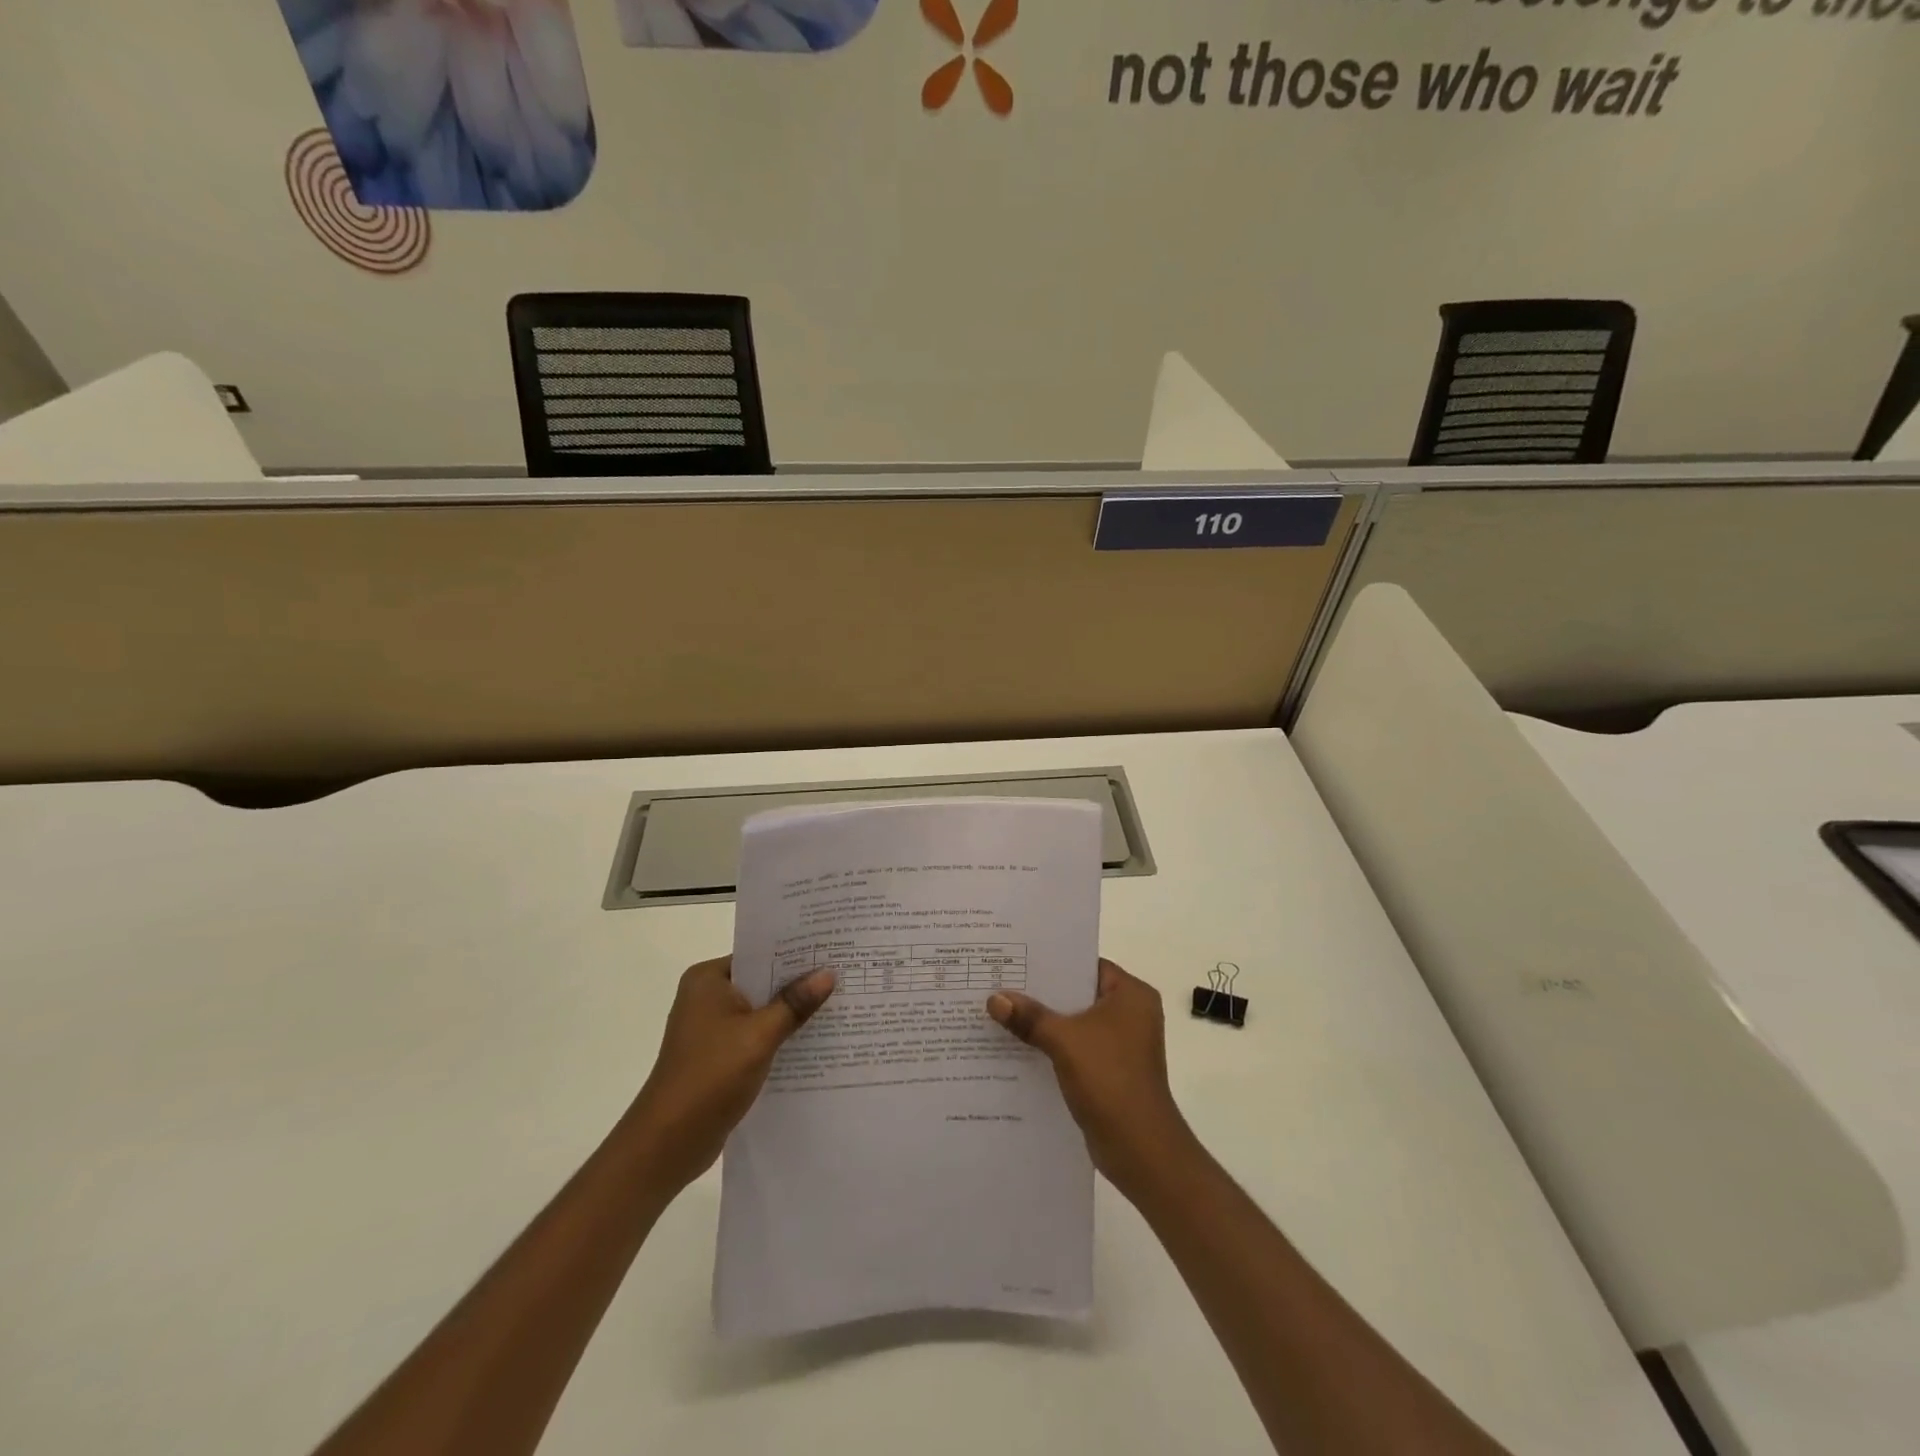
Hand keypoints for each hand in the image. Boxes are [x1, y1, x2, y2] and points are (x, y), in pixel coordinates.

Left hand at [627, 958, 835, 1190]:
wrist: (668, 1143)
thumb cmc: (710, 1076)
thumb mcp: (759, 1035)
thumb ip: (794, 1003)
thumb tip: (828, 973)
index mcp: (708, 980)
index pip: (759, 954)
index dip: (796, 953)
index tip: (832, 950)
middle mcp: (706, 997)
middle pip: (762, 982)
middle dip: (798, 984)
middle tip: (844, 975)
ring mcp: (710, 1028)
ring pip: (761, 1011)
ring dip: (791, 1013)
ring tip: (838, 1005)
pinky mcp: (718, 1056)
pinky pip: (756, 1035)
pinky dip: (779, 1037)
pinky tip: (814, 1041)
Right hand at [987, 960, 1195, 1198]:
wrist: (1140, 1149)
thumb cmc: (1110, 1079)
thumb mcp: (1064, 1040)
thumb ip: (1029, 1016)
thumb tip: (994, 998)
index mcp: (1131, 994)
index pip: (1086, 965)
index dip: (1051, 962)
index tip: (1015, 958)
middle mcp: (1131, 1014)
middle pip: (1078, 994)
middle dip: (1041, 994)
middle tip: (1000, 983)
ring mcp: (1122, 1044)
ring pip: (1075, 1023)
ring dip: (1044, 1023)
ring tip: (1001, 1012)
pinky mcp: (1111, 1071)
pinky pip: (1076, 1048)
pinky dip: (1052, 1047)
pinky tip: (1017, 1048)